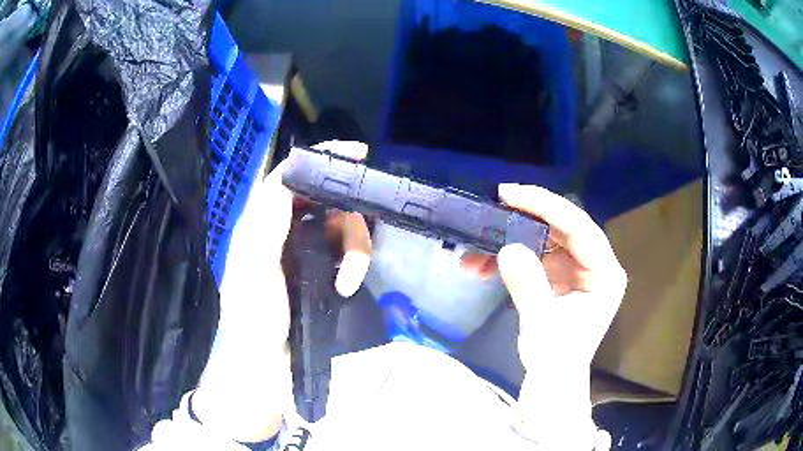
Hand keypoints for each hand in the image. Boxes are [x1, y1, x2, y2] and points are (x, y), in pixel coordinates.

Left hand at [193, 141, 371, 441]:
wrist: (267, 365)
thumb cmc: (254, 317)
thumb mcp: (254, 266)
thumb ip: (267, 220)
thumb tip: (290, 175)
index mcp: (262, 221)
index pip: (290, 175)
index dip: (322, 158)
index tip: (359, 154)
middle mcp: (284, 228)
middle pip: (327, 198)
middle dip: (347, 219)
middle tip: (353, 248)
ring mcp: (305, 250)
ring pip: (343, 225)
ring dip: (355, 250)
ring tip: (349, 282)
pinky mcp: (322, 271)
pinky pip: (347, 252)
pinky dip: (354, 266)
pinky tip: (347, 288)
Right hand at [465, 184, 625, 446]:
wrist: (551, 381)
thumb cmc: (555, 359)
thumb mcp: (542, 325)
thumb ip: (529, 286)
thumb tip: (507, 248)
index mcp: (605, 274)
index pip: (579, 228)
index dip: (546, 206)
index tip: (510, 194)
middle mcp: (595, 265)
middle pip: (562, 228)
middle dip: (525, 218)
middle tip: (493, 206)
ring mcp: (577, 269)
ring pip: (545, 240)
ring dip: (511, 240)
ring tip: (476, 249)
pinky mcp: (560, 276)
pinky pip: (535, 256)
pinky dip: (510, 259)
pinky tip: (483, 266)